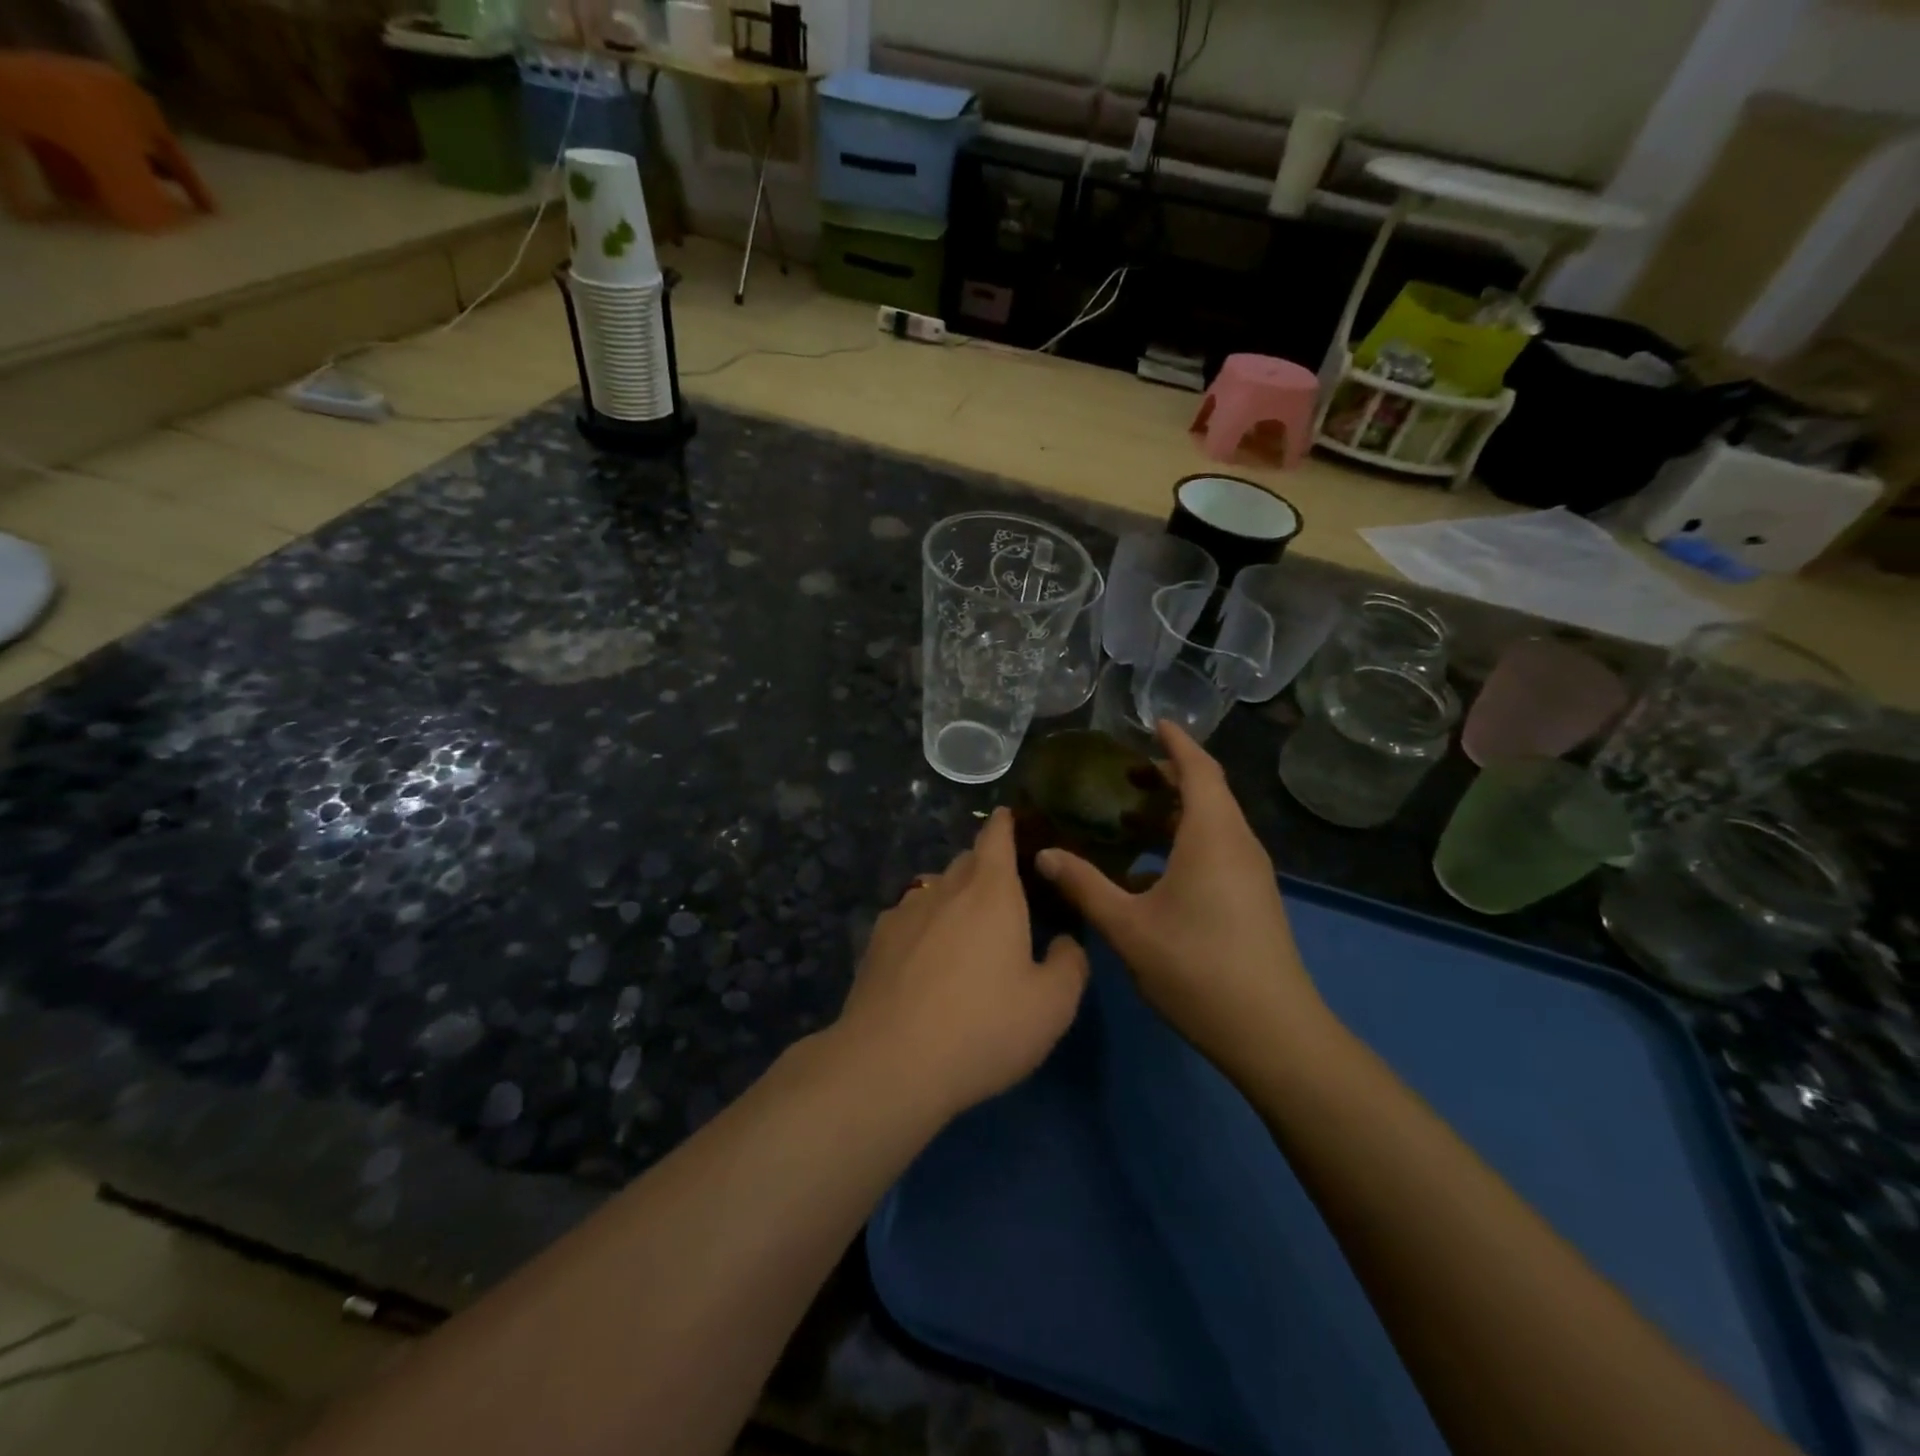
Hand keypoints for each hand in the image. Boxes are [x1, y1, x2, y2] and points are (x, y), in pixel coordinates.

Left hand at [833, 808, 1088, 1119]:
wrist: (890, 1063)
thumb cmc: (983, 1027)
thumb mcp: (1052, 1005)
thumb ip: (1069, 964)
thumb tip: (1063, 943)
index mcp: (991, 890)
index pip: (996, 835)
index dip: (1005, 823)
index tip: (1010, 819)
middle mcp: (945, 888)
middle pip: (967, 862)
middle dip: (986, 868)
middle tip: (1005, 897)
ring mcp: (904, 912)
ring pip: (935, 890)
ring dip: (954, 900)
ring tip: (966, 935)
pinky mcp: (876, 942)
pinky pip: (909, 920)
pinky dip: (924, 929)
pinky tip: (927, 964)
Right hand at [1036, 721, 1328, 1069]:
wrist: (1272, 1033)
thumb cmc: (1198, 968)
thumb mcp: (1129, 927)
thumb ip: (1085, 886)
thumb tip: (1043, 856)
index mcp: (1213, 836)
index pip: (1200, 770)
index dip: (1177, 743)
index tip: (1154, 723)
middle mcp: (1238, 845)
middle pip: (1208, 793)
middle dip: (1171, 776)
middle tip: (1127, 773)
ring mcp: (1251, 874)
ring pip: (1214, 824)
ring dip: (1178, 812)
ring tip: (1132, 817)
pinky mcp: (1253, 898)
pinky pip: (1219, 849)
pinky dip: (1186, 841)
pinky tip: (1150, 872)